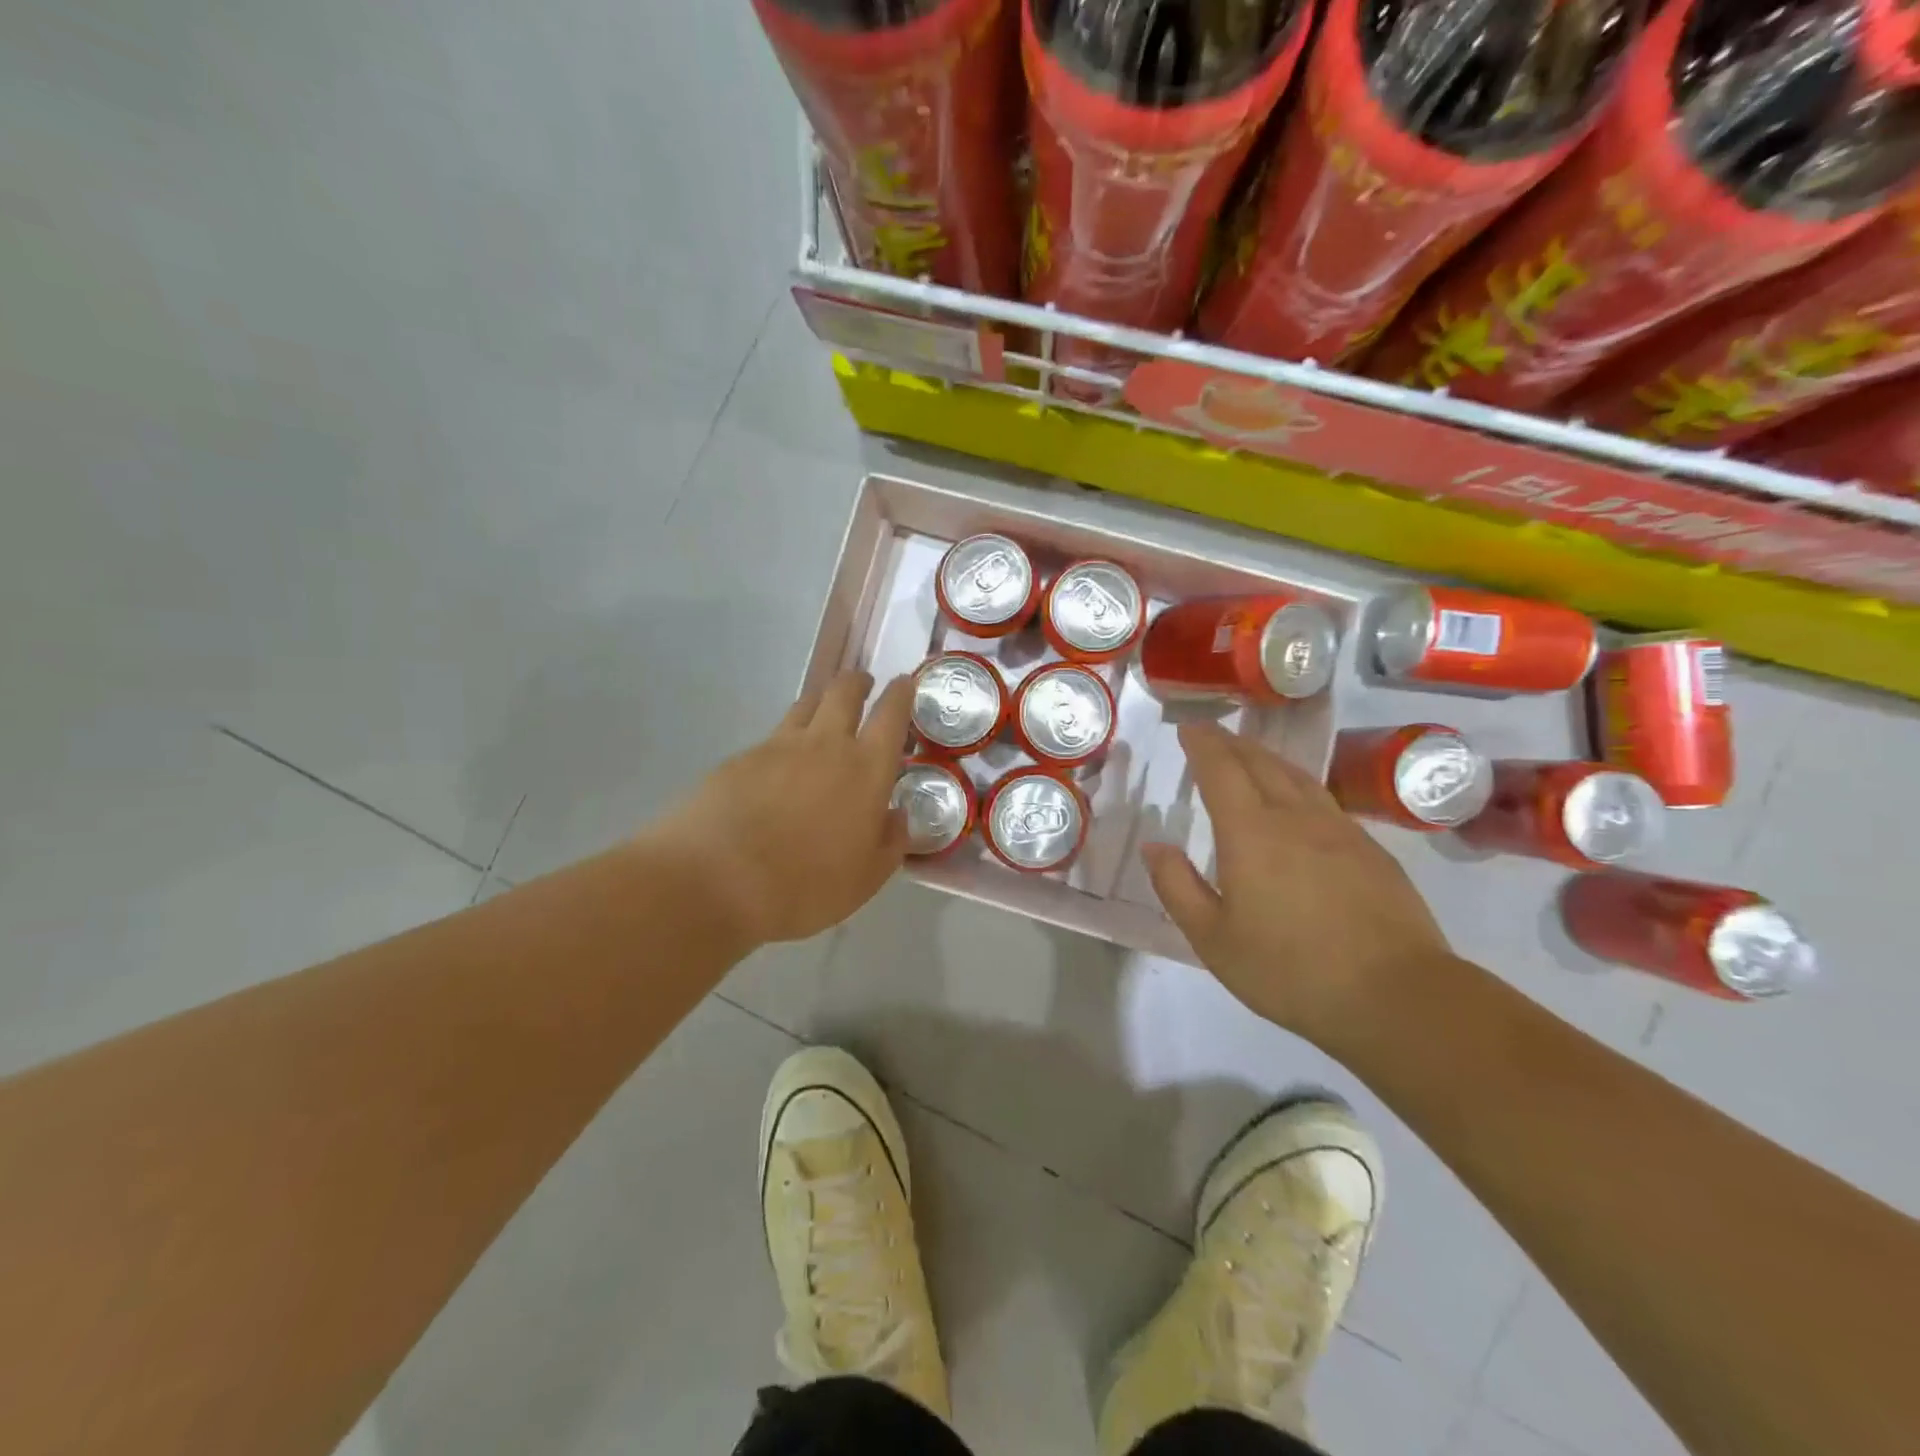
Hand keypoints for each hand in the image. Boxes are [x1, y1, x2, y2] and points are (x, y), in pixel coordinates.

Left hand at [653, 670, 913, 947]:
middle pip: (844, 692)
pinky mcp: (739, 758)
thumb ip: (889, 843)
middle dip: (858, 682)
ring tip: (823, 715)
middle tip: (863, 685)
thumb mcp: (865, 879)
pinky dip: (783, 742)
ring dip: (820, 702)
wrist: (715, 880)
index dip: (901, 694)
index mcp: (866, 769)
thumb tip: (898, 818)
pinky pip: (770, 738)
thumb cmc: (805, 885)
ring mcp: (777, 747)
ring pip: (805, 706)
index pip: (892, 715)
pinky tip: (778, 768)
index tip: (904, 683)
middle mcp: (825, 745)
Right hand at [1141, 723, 1449, 1045]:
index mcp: (1250, 833)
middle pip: (1260, 763)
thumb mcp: (1212, 939)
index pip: (1221, 770)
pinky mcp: (1371, 850)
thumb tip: (1154, 846)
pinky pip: (1324, 799)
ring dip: (1267, 758)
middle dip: (1231, 743)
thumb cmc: (1289, 970)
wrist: (1396, 996)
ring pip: (1297, 776)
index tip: (1188, 729)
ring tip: (1251, 756)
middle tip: (1212, 735)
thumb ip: (1177, 887)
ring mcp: (1339, 830)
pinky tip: (1300, 801)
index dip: (1202, 744)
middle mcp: (1294, 817)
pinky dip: (1298, 784)